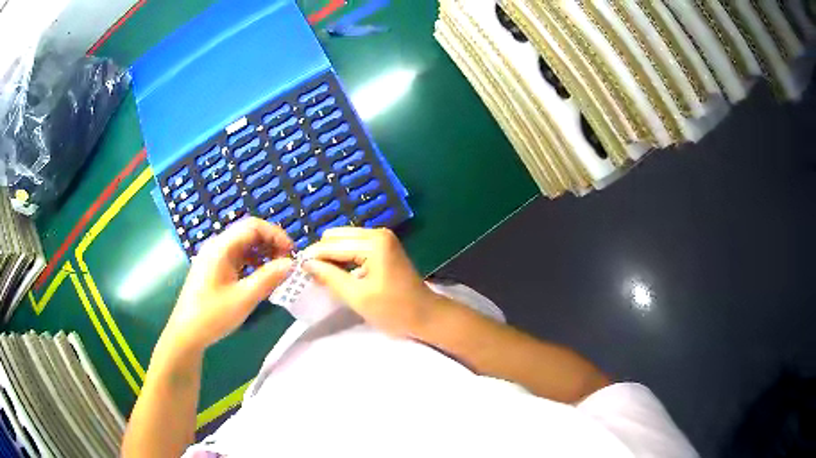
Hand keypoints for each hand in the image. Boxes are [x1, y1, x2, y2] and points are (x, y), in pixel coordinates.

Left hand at [162, 218, 293, 352]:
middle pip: (248, 233)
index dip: (276, 235)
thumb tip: (291, 263)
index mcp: (221, 247)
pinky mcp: (213, 269)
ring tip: (278, 270)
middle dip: (271, 243)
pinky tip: (261, 277)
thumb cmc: (212, 315)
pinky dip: (253, 262)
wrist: (186, 334)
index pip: (253, 226)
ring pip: (243, 245)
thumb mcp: (244, 298)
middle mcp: (217, 246)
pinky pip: (237, 257)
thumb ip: (268, 278)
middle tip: (287, 262)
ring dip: (263, 253)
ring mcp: (214, 257)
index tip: (292, 253)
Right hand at [303, 227, 438, 336]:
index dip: (312, 257)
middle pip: (336, 236)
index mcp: (373, 243)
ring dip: (332, 255)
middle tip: (311, 275)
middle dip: (322, 254)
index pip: (332, 245)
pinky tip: (338, 272)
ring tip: (322, 275)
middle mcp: (377, 233)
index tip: (296, 269)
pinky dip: (344, 256)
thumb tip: (306, 263)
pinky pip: (355, 245)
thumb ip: (330, 276)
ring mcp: (382, 238)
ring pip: (344, 239)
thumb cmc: (394, 310)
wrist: (426, 315)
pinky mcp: (384, 245)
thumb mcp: (357, 296)